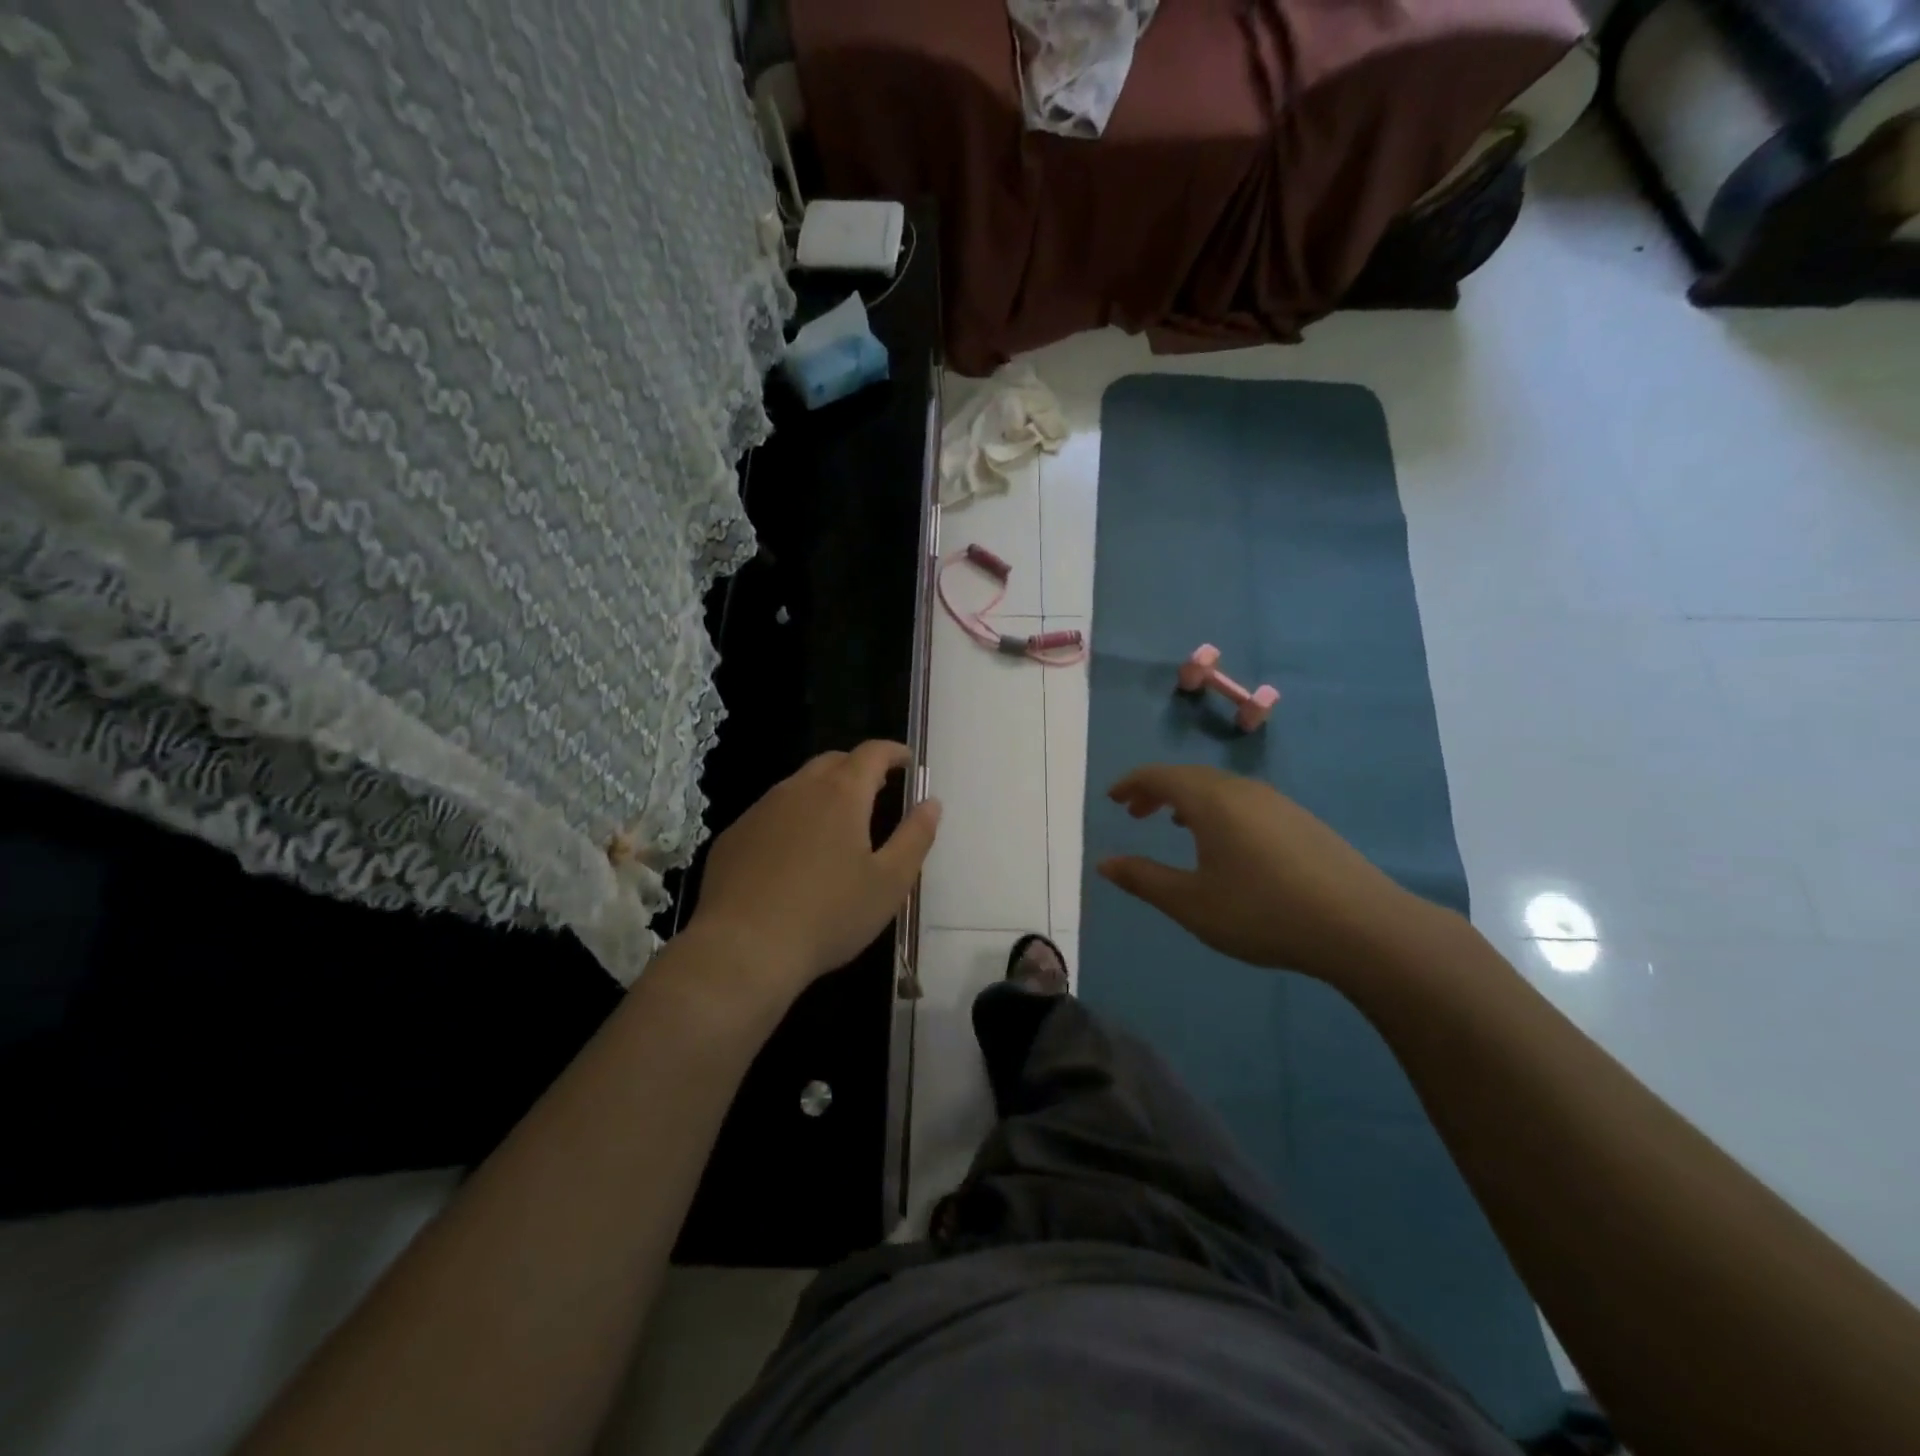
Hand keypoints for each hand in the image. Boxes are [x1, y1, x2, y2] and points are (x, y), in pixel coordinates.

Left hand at [687, 741, 940, 999]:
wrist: (742, 950)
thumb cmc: (828, 915)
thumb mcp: (889, 883)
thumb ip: (915, 837)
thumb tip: (931, 803)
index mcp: (841, 794)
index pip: (872, 753)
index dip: (893, 752)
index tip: (907, 762)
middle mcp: (797, 790)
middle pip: (833, 762)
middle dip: (858, 768)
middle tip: (877, 790)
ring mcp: (759, 811)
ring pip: (798, 786)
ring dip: (822, 792)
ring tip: (837, 824)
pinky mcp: (733, 837)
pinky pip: (770, 814)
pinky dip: (791, 819)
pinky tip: (793, 855)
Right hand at [1098, 764, 1441, 987]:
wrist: (1361, 926)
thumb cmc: (1262, 912)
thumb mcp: (1191, 903)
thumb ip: (1144, 879)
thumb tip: (1104, 863)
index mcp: (1210, 801)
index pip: (1159, 776)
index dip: (1131, 783)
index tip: (1112, 798)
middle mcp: (1242, 790)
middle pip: (1189, 777)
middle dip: (1157, 791)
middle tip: (1135, 813)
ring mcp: (1277, 803)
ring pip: (1220, 788)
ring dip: (1189, 800)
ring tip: (1175, 824)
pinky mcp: (1301, 821)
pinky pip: (1245, 801)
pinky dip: (1218, 810)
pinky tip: (1226, 842)